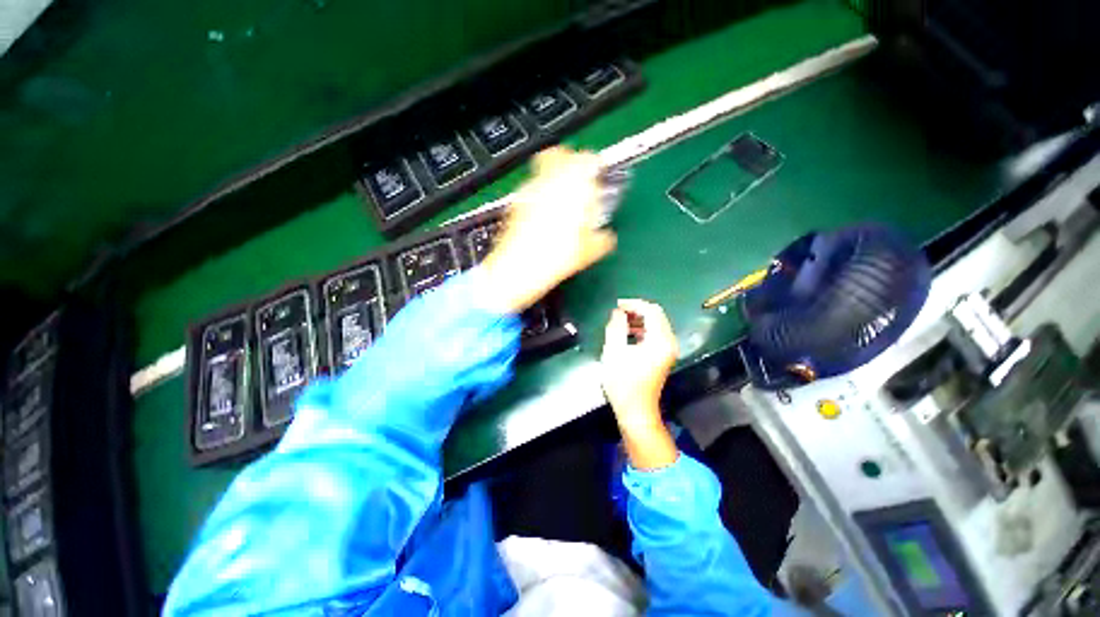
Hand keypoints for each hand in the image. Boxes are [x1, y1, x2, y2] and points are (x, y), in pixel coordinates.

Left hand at [481, 147, 616, 312]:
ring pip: (544, 169)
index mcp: (573, 189)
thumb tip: (607, 237)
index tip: (597, 175)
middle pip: (560, 154)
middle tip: (578, 181)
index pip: (587, 160)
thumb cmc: (555, 260)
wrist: (517, 269)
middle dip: (570, 162)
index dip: (594, 165)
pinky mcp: (517, 203)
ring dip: (555, 177)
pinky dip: (541, 192)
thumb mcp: (587, 253)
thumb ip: (602, 240)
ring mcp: (530, 191)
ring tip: (561, 200)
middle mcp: (550, 184)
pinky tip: (545, 214)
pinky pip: (532, 188)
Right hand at [601, 299, 679, 468]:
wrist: (635, 411)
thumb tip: (618, 312)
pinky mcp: (663, 356)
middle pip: (656, 316)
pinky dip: (641, 330)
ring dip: (638, 320)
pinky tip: (626, 334)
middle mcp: (669, 342)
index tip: (616, 306)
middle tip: (617, 312)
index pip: (651, 310)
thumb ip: (616, 327)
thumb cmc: (623, 382)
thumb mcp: (614, 351)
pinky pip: (654, 334)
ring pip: (655, 324)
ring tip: (619, 322)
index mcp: (660, 340)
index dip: (633, 304)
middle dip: (636, 311)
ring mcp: (667, 350)